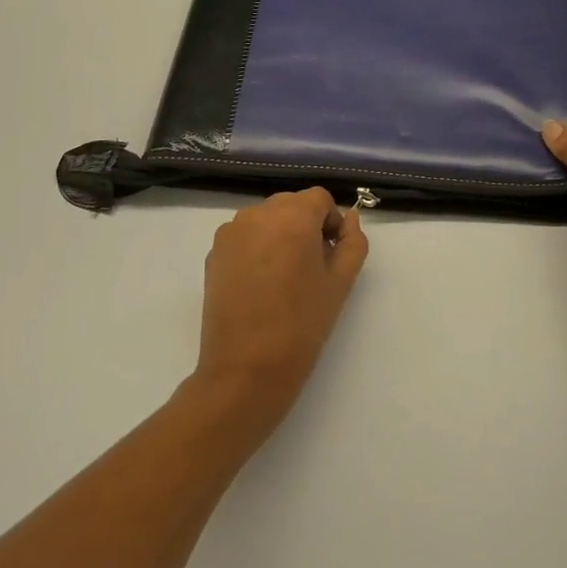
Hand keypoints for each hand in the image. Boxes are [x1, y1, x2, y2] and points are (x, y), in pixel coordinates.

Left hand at [193, 188, 369, 438]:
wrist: (246, 368)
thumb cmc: (302, 323)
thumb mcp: (341, 282)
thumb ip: (352, 242)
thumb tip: (348, 220)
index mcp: (293, 216)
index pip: (319, 199)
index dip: (331, 223)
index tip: (331, 255)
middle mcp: (259, 213)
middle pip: (291, 205)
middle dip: (305, 227)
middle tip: (311, 268)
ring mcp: (232, 232)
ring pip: (266, 219)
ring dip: (279, 235)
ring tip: (283, 278)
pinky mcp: (214, 252)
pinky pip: (244, 236)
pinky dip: (256, 248)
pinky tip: (260, 284)